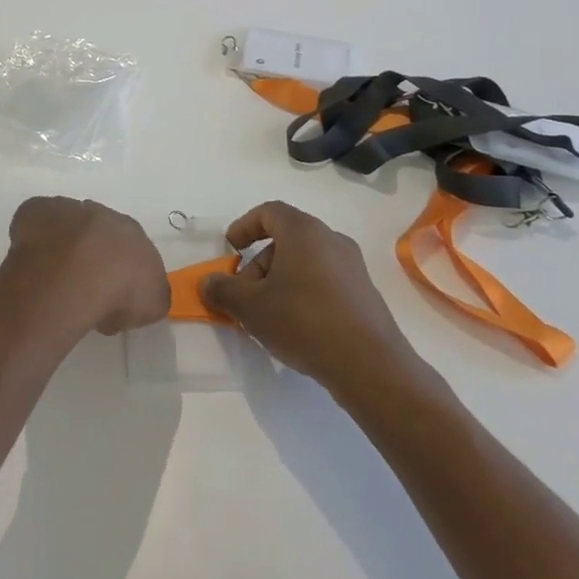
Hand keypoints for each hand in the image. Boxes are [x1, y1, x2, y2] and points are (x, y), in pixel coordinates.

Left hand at [5, 197, 169, 335]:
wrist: (77, 274)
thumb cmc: (120, 291)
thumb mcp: (152, 303)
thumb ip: (150, 293)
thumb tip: (141, 294)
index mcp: (133, 232)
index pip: (128, 248)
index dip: (119, 271)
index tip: (111, 295)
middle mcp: (102, 214)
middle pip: (97, 232)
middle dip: (91, 254)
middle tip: (82, 287)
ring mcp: (67, 209)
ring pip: (66, 225)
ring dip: (62, 245)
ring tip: (54, 279)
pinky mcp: (37, 210)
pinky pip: (35, 222)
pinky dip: (33, 237)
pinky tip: (31, 262)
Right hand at [201, 202, 423, 393]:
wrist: (370, 366)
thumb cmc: (303, 321)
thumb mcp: (251, 307)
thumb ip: (223, 290)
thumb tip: (208, 283)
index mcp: (303, 231)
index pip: (269, 212)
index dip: (245, 226)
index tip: (231, 249)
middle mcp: (331, 240)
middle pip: (286, 239)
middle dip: (259, 264)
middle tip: (245, 294)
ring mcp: (352, 267)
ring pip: (305, 262)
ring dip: (280, 281)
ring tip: (268, 316)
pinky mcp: (364, 294)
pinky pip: (324, 282)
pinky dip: (304, 294)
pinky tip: (297, 327)